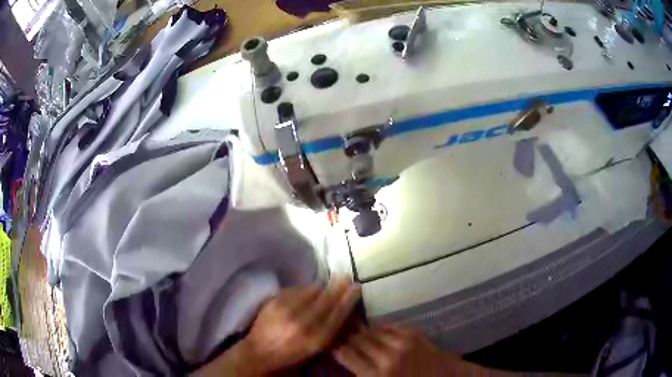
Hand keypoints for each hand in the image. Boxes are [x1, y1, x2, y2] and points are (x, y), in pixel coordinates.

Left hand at [239, 280, 360, 373]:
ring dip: (322, 286)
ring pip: (312, 290)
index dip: (349, 298)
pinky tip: (309, 290)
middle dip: (339, 286)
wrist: (261, 350)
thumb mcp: (316, 348)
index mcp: (317, 338)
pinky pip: (297, 289)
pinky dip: (305, 289)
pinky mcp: (275, 301)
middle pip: (327, 298)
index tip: (356, 287)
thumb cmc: (292, 353)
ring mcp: (288, 310)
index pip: (339, 313)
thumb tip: (345, 310)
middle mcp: (304, 323)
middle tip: (346, 276)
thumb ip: (331, 330)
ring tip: (328, 283)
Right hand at [333, 325, 451, 376]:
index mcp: (377, 375)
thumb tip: (346, 355)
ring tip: (355, 330)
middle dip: (347, 337)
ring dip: (362, 332)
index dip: (336, 347)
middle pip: (358, 340)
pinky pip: (388, 327)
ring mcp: (401, 343)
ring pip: (372, 332)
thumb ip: (363, 373)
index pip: (347, 355)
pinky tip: (376, 331)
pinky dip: (379, 330)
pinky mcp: (412, 334)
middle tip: (340, 333)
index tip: (331, 342)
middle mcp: (387, 357)